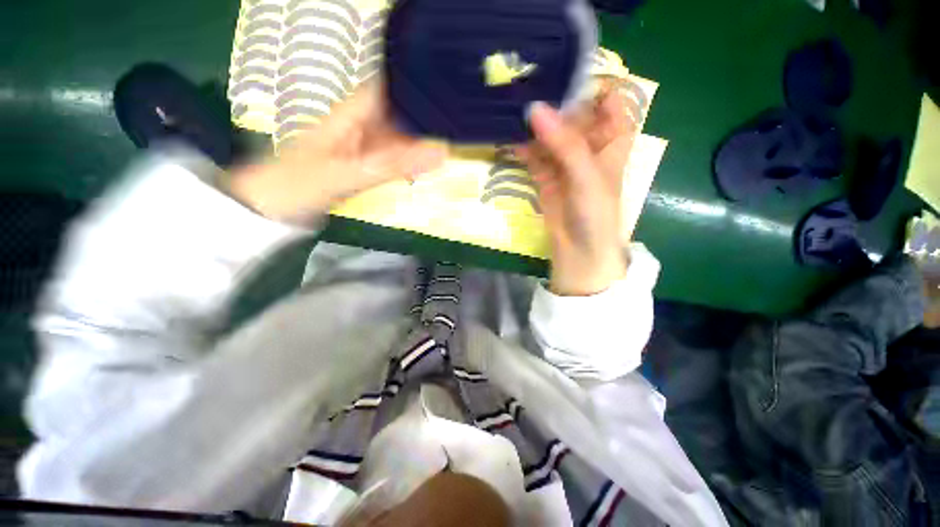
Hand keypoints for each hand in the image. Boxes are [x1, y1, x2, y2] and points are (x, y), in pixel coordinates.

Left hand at [230, 82, 446, 220]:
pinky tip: (430, 167)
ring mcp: (363, 147)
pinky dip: (413, 162)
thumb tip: (439, 154)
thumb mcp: (345, 174)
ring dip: (424, 141)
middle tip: (462, 126)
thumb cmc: (297, 186)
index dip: (421, 87)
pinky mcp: (365, 166)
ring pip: (400, 137)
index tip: (452, 95)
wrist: (268, 209)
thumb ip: (390, 166)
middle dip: (430, 118)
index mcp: (352, 114)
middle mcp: (360, 125)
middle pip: (401, 114)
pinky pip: (395, 159)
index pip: (393, 89)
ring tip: (455, 143)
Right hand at [516, 88, 636, 295]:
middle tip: (526, 86)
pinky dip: (522, 148)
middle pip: (572, 115)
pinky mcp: (545, 177)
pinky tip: (508, 137)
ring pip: (549, 135)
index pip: (607, 100)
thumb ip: (565, 144)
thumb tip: (536, 109)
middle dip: (553, 102)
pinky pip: (533, 156)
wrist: (579, 252)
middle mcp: (588, 146)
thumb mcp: (587, 177)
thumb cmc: (596, 214)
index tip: (563, 73)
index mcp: (611, 140)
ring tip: (511, 108)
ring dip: (533, 125)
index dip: (590, 85)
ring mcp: (564, 162)